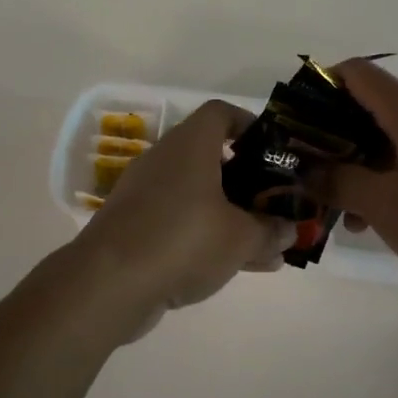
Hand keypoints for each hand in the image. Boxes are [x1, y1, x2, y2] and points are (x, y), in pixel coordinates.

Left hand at [73, 100, 294, 324]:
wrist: (108, 283)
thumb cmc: (183, 240)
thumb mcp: (240, 238)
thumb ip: (270, 231)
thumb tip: (289, 230)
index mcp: (190, 145)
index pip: (221, 114)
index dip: (249, 124)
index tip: (273, 149)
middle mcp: (165, 160)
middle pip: (212, 158)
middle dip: (248, 182)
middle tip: (275, 203)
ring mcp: (146, 194)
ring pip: (199, 196)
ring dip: (232, 216)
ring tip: (268, 246)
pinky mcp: (135, 226)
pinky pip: (181, 222)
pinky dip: (207, 236)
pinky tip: (236, 266)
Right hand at [318, 59, 397, 290]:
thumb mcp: (386, 205)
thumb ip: (338, 182)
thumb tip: (303, 169)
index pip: (354, 73)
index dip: (318, 88)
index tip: (294, 125)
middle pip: (367, 107)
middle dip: (331, 137)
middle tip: (307, 172)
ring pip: (388, 140)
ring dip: (357, 165)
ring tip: (338, 209)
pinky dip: (386, 180)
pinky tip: (374, 219)